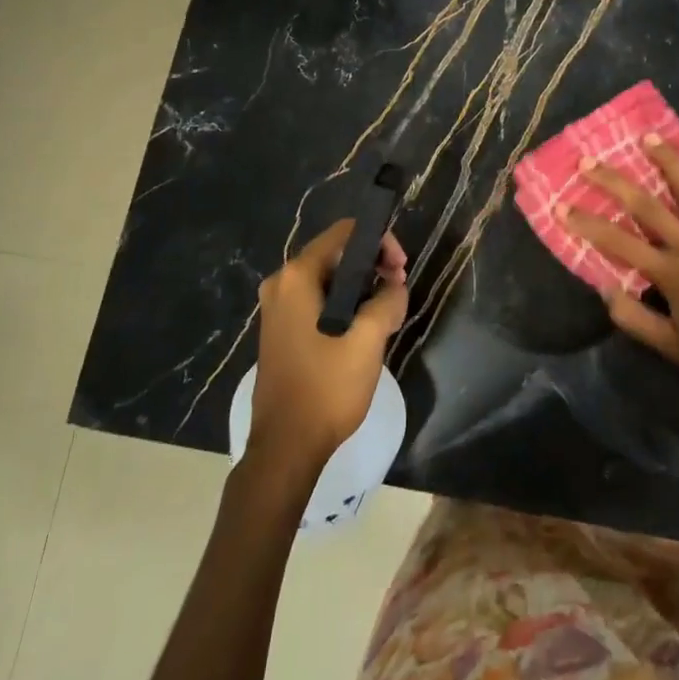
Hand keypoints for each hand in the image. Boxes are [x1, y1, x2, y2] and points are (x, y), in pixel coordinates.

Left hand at [249, 220, 407, 481]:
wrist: (286, 446)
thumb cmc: (326, 388)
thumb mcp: (369, 340)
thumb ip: (388, 300)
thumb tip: (394, 286)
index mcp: (297, 276)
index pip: (345, 233)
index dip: (379, 242)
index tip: (401, 269)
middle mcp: (281, 283)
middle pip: (336, 254)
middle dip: (373, 267)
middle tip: (399, 291)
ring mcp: (277, 308)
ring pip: (330, 279)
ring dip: (362, 288)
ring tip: (387, 314)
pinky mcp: (281, 330)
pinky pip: (318, 301)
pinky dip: (344, 305)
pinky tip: (365, 329)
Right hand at [559, 140, 678, 406]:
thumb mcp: (671, 347)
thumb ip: (634, 317)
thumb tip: (603, 288)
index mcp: (669, 272)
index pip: (617, 241)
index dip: (586, 223)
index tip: (560, 204)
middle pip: (647, 205)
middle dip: (614, 181)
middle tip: (589, 161)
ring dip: (669, 161)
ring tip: (649, 138)